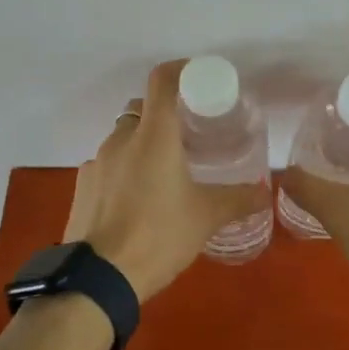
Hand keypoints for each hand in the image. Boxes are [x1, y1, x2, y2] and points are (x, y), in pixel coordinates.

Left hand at [63, 60, 269, 302]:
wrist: (98, 279)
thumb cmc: (159, 236)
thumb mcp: (206, 218)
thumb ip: (239, 200)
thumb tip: (266, 192)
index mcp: (154, 136)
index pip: (162, 81)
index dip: (181, 70)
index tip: (199, 79)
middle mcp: (121, 139)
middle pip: (142, 109)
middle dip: (164, 116)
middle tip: (188, 137)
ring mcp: (96, 162)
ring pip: (123, 139)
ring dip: (143, 146)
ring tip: (164, 175)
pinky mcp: (82, 186)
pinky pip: (107, 166)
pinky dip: (124, 171)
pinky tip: (136, 201)